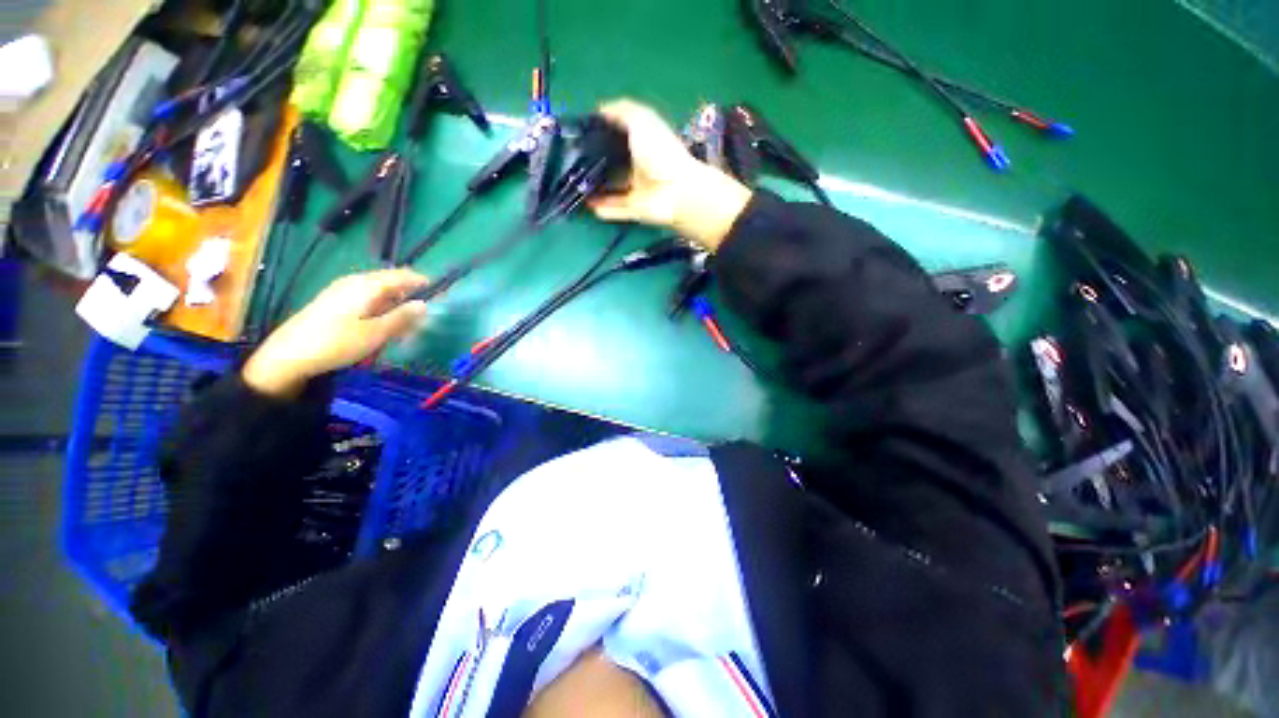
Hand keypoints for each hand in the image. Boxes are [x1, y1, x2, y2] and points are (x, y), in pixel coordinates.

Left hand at [243, 269, 429, 397]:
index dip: (420, 281)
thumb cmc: (336, 342)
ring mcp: (342, 291)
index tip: (438, 290)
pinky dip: (381, 305)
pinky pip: (366, 297)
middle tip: (424, 310)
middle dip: (409, 291)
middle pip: (389, 281)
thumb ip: (402, 318)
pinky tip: (382, 321)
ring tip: (407, 319)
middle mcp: (355, 282)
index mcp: (367, 285)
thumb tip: (425, 304)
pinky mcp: (334, 302)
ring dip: (395, 300)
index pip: (401, 275)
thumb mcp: (376, 333)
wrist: (288, 355)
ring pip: (378, 290)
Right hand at [589, 99, 752, 250]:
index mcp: (644, 141)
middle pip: (616, 162)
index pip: (621, 135)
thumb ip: (621, 111)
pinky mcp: (636, 210)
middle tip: (573, 160)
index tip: (582, 132)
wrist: (676, 192)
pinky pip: (617, 209)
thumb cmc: (659, 152)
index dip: (604, 132)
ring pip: (614, 188)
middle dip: (596, 161)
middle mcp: (641, 165)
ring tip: (576, 184)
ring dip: (597, 187)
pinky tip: (587, 204)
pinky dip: (603, 208)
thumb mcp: (641, 120)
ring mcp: (639, 189)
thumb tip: (600, 109)